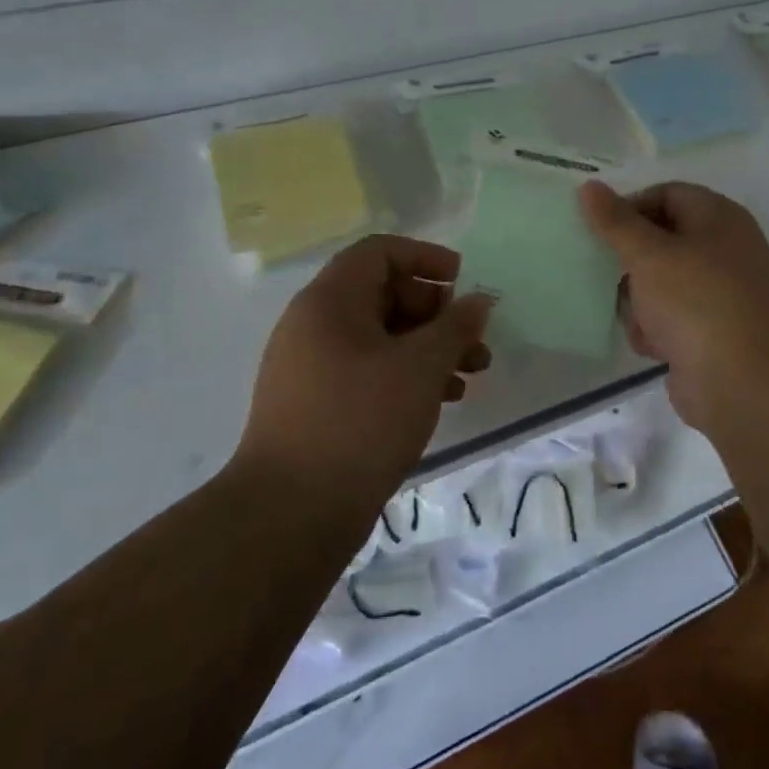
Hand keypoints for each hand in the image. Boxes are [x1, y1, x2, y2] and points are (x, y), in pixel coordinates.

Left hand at [234, 235, 492, 515]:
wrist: (289, 516)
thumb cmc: (360, 422)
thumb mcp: (420, 367)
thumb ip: (455, 327)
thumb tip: (479, 300)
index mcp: (330, 300)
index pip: (380, 252)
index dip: (426, 258)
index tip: (463, 283)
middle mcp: (314, 324)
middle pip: (384, 294)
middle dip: (436, 313)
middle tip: (474, 341)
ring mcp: (311, 367)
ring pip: (381, 337)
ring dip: (429, 348)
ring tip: (471, 375)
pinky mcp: (316, 404)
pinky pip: (368, 370)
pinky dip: (406, 375)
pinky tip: (441, 401)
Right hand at [579, 181, 768, 430]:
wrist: (745, 384)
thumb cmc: (697, 301)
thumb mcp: (648, 254)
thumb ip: (615, 221)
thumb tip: (589, 186)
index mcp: (718, 217)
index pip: (666, 194)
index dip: (630, 207)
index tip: (598, 231)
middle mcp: (723, 249)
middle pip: (661, 240)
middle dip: (631, 262)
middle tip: (603, 274)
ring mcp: (720, 293)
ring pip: (661, 282)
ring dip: (639, 301)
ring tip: (636, 318)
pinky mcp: (712, 332)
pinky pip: (671, 317)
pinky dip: (656, 329)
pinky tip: (652, 346)